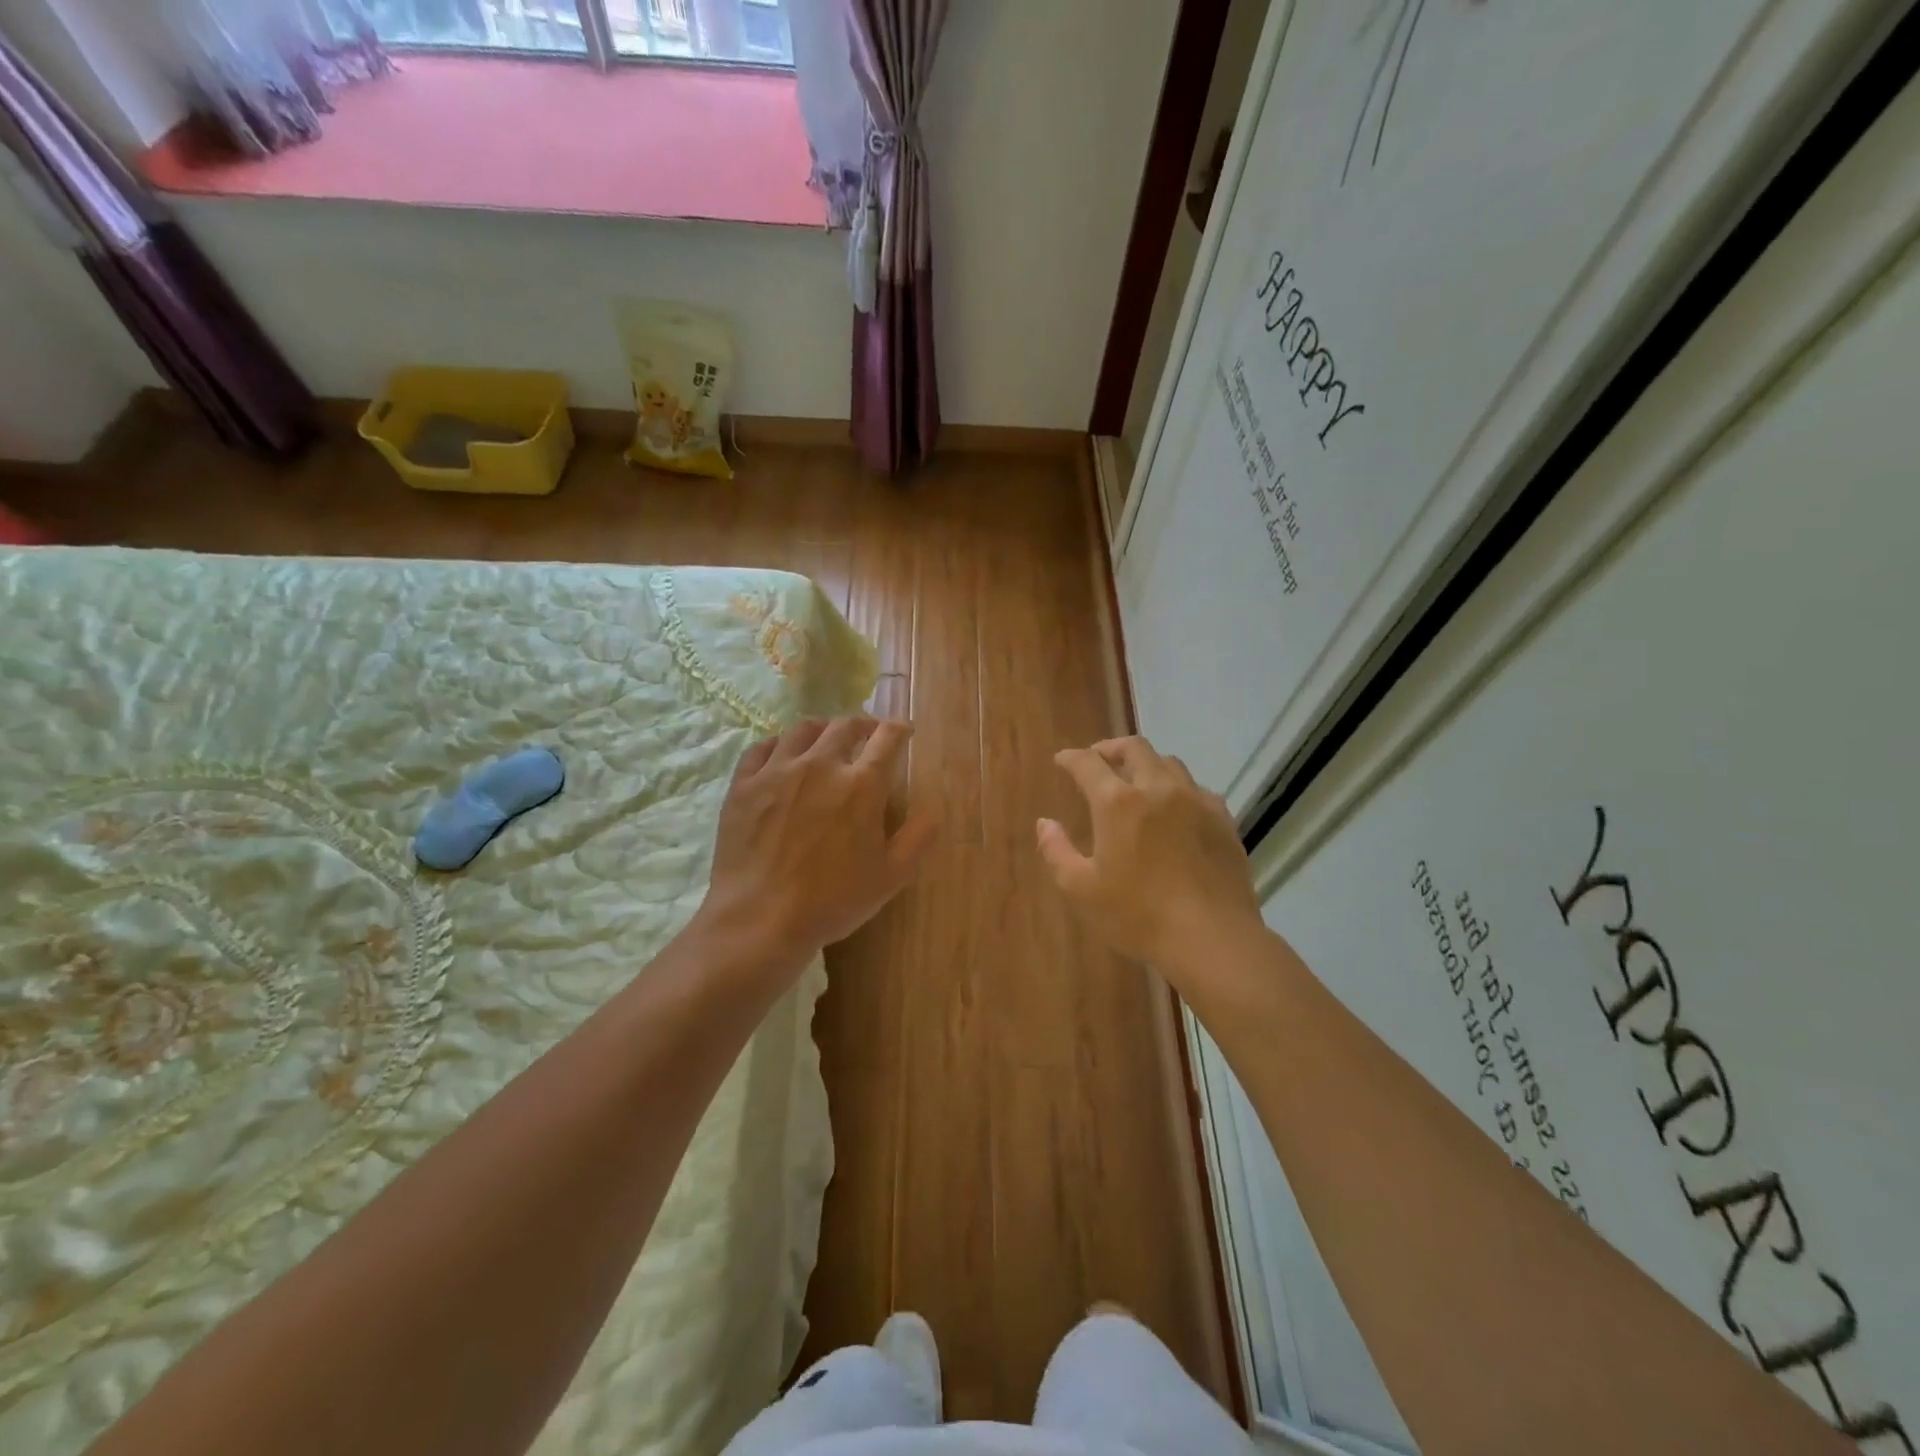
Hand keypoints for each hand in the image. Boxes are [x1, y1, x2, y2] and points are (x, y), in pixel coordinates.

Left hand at [698, 717, 939, 974]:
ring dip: (822, 728)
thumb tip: (936, 806)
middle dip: (863, 724)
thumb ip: (919, 836)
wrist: (760, 920)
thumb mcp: (892, 876)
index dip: (899, 729)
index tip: (904, 731)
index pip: (887, 738)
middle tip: (868, 734)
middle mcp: (820, 765)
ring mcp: (777, 772)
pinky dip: (779, 744)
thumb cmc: (833, 901)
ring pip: (802, 729)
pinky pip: (762, 748)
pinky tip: (783, 755)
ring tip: (826, 738)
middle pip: (844, 725)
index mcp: (861, 785)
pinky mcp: (743, 785)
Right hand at [1037, 737, 1263, 983]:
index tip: (1062, 760)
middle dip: (1110, 748)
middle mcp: (1158, 788)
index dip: (1071, 758)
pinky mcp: (1223, 819)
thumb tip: (1044, 823)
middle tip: (1098, 760)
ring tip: (1137, 781)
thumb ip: (1057, 851)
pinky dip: (1177, 788)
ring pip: (1169, 763)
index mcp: (1118, 802)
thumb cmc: (1139, 914)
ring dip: (1146, 764)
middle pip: (1134, 748)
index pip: (1088, 763)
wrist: (1213, 938)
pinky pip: (1196, 788)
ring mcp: (1196, 800)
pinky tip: (1175, 808)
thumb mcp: (1082, 889)